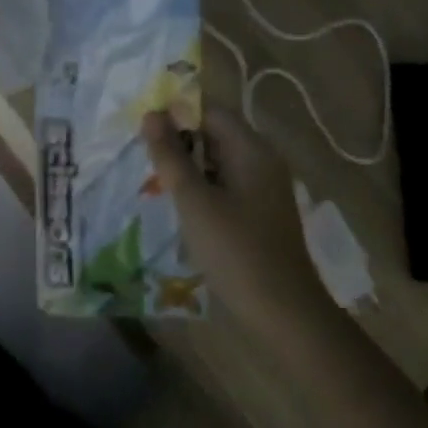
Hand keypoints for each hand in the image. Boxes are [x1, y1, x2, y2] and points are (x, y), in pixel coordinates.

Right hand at [142, 107, 335, 343]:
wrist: (285, 316)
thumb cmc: (237, 252)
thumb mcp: (195, 201)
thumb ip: (171, 156)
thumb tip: (151, 114)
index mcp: (252, 149)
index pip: (210, 111)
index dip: (176, 113)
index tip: (144, 126)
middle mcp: (262, 161)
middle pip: (215, 134)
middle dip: (179, 140)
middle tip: (142, 154)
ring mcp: (264, 190)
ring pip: (218, 162)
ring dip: (188, 167)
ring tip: (153, 179)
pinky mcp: (260, 215)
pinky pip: (226, 187)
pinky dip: (202, 189)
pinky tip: (179, 206)